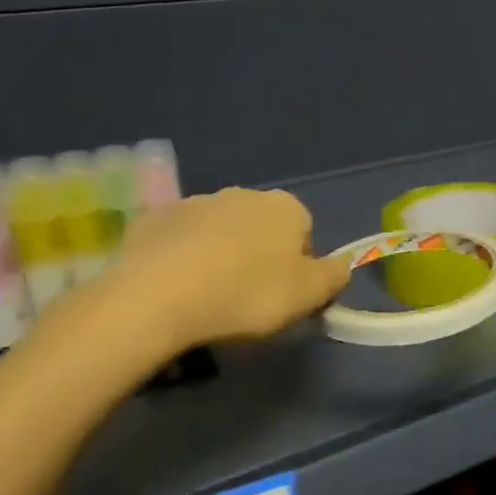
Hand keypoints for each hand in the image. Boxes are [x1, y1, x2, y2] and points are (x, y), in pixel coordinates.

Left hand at [103, 187, 350, 354]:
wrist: (159, 296)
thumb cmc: (248, 294)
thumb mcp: (309, 294)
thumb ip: (334, 276)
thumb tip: (341, 266)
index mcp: (285, 207)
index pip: (305, 232)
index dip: (300, 266)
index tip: (285, 297)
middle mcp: (243, 194)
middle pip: (262, 229)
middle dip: (260, 257)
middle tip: (250, 300)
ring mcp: (195, 203)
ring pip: (220, 233)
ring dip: (221, 257)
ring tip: (209, 299)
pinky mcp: (154, 220)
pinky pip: (180, 241)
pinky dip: (183, 260)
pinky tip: (176, 291)